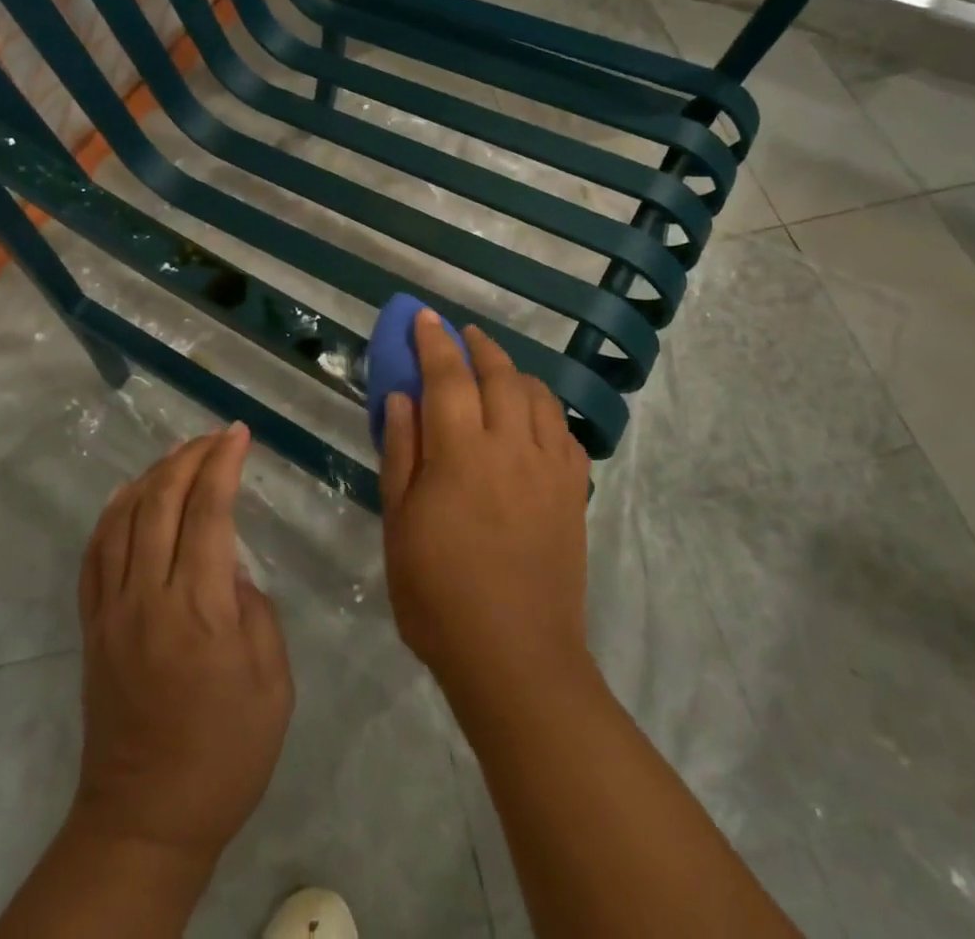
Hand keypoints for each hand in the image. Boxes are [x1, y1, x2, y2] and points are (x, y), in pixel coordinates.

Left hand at [70, 423, 292, 868]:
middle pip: (161, 501)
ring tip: (180, 454)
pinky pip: (94, 553)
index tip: (239, 433)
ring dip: (153, 474)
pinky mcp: (92, 626)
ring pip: (123, 518)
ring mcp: (112, 609)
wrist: (147, 818)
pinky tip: (127, 493)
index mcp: (200, 608)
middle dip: (190, 456)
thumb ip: (255, 610)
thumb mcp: (271, 681)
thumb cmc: (226, 752)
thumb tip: (230, 570)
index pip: (209, 511)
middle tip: (216, 435)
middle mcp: (149, 596)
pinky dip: (111, 513)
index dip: (223, 463)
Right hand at [381, 314, 591, 696]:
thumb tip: (401, 398)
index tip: (424, 317)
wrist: (515, 657)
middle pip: (500, 375)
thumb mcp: (400, 525)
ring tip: (496, 369)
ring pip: (538, 396)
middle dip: (478, 346)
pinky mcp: (573, 492)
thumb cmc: (439, 595)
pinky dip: (545, 410)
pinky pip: (564, 432)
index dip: (434, 342)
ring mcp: (549, 468)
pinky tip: (533, 418)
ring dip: (514, 371)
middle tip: (461, 334)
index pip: (448, 377)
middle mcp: (511, 447)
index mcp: (462, 453)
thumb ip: (402, 453)